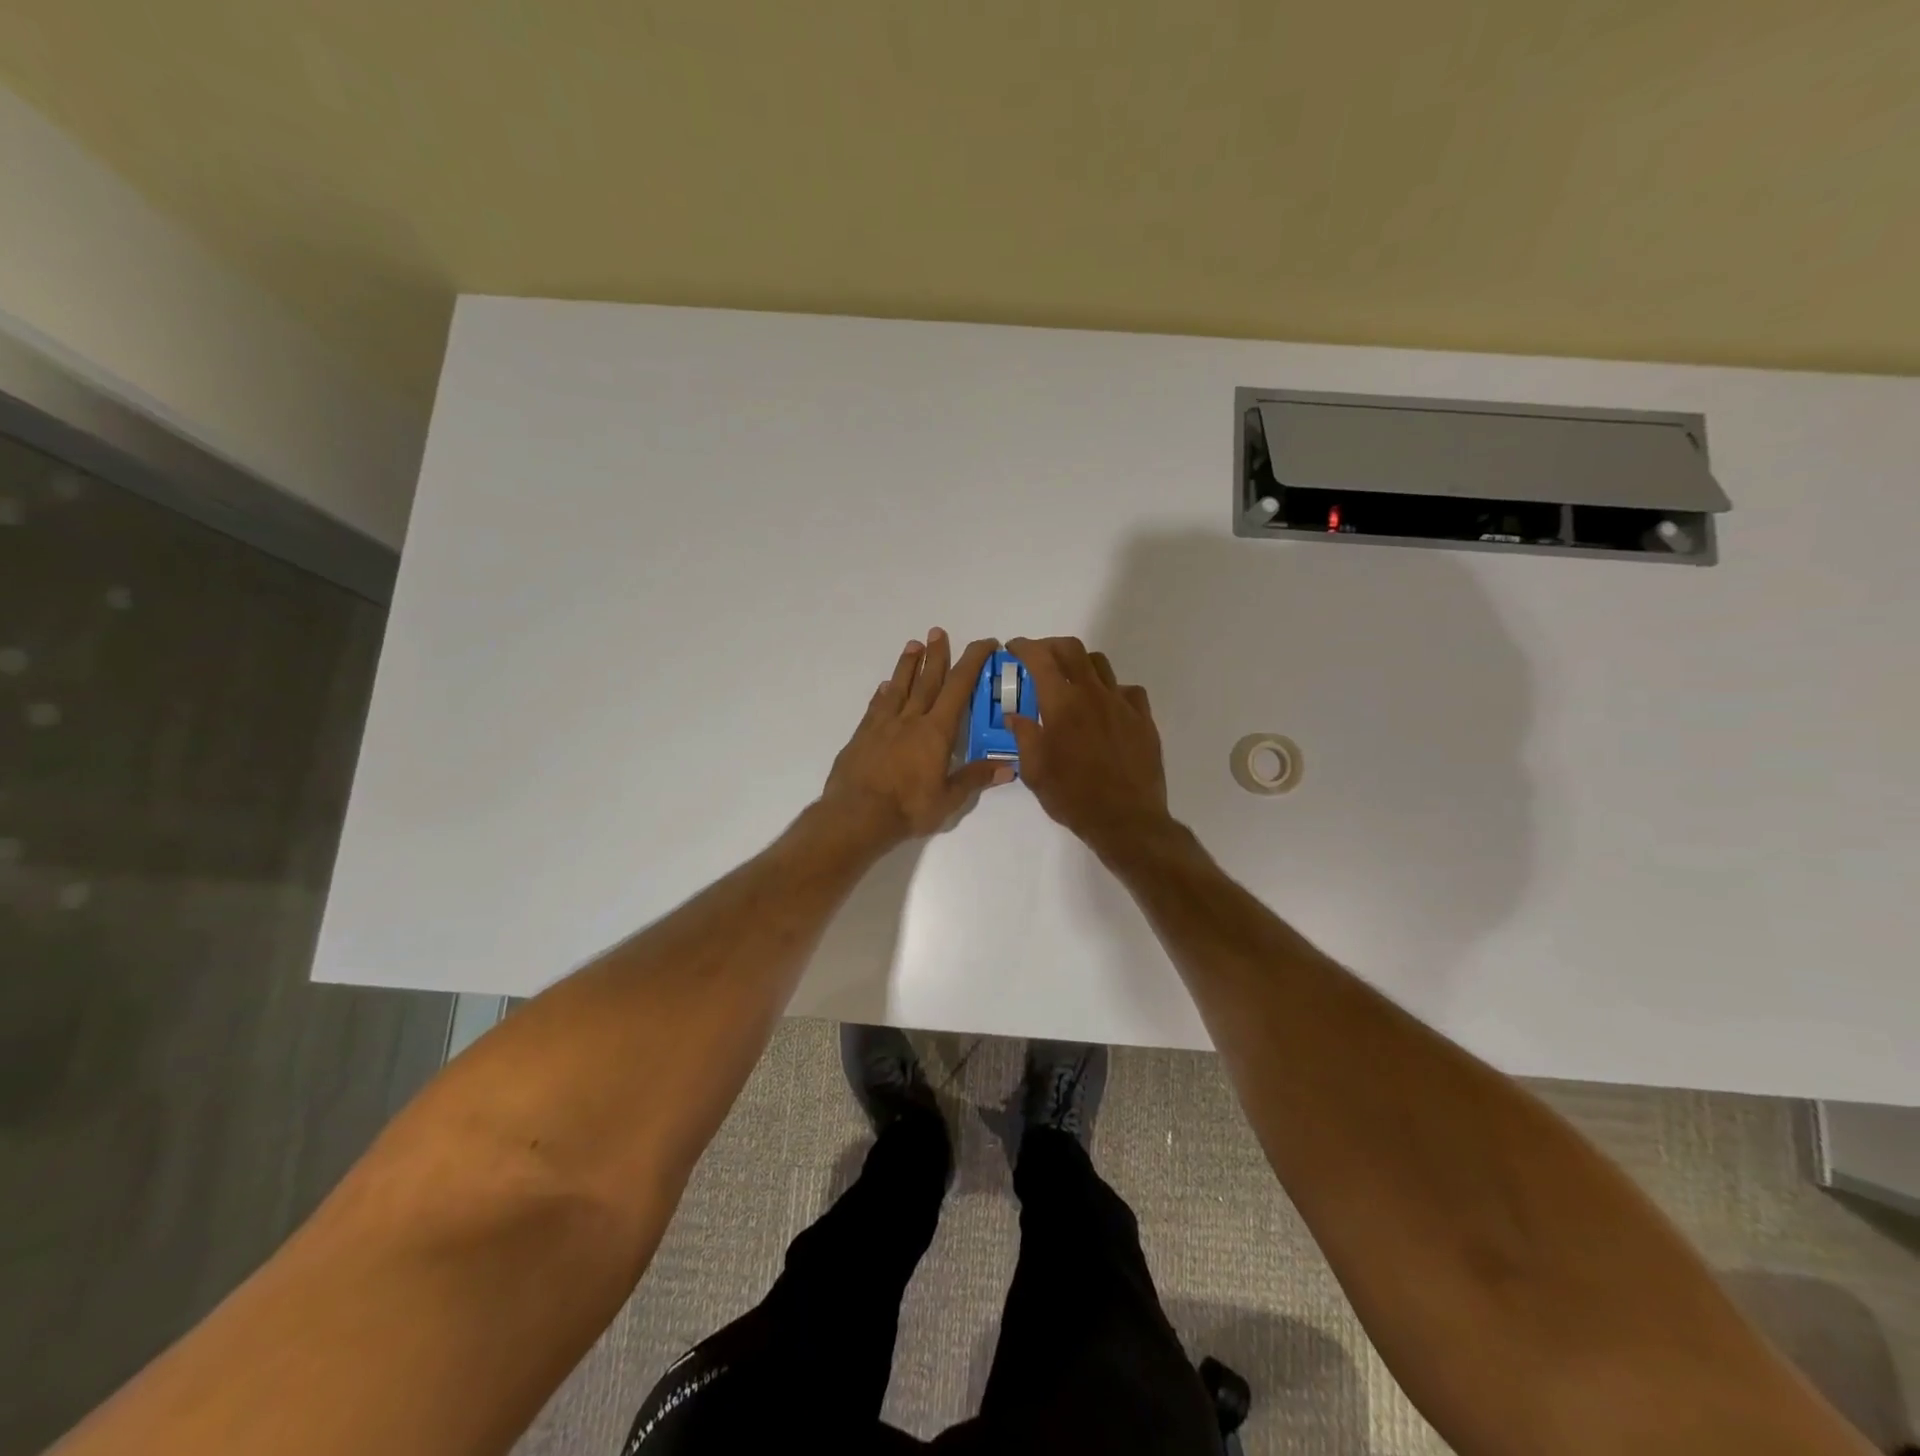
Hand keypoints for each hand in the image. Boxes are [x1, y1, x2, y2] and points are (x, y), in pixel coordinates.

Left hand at [822, 629, 1011, 844]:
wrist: (856, 815)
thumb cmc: (907, 808)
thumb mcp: (948, 799)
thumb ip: (975, 779)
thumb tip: (1009, 767)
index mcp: (936, 732)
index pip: (959, 687)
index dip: (972, 662)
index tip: (985, 643)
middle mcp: (910, 720)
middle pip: (927, 680)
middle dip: (936, 654)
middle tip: (938, 631)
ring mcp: (883, 726)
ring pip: (899, 687)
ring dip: (907, 665)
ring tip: (912, 645)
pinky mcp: (862, 736)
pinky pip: (876, 707)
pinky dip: (883, 693)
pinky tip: (884, 686)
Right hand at [1006, 636, 1170, 852]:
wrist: (1127, 820)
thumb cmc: (1073, 797)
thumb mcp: (1035, 772)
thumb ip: (1024, 737)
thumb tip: (1015, 716)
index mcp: (1061, 704)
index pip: (1040, 659)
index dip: (1024, 647)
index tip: (1014, 649)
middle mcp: (1092, 694)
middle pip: (1072, 649)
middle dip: (1051, 646)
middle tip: (1039, 658)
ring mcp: (1122, 704)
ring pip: (1101, 665)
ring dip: (1080, 665)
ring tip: (1071, 681)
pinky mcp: (1143, 719)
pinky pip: (1128, 691)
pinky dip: (1112, 690)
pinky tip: (1106, 708)